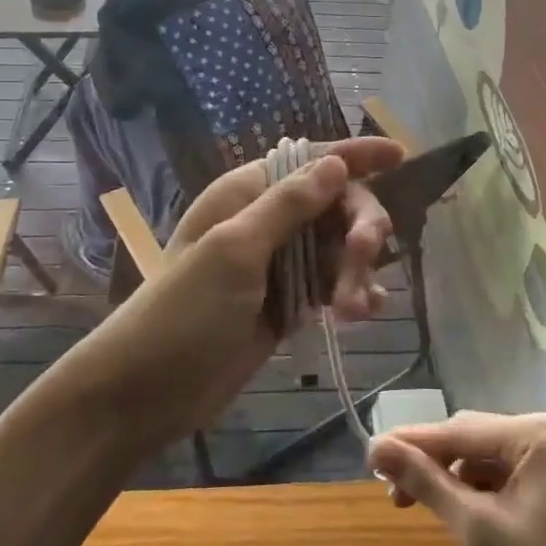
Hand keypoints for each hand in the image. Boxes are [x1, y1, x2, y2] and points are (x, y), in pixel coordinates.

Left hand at [84, 136, 402, 440]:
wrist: (146, 392)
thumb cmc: (184, 313)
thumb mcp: (235, 252)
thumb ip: (288, 206)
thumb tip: (335, 162)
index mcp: (247, 194)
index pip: (310, 160)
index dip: (355, 155)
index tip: (399, 154)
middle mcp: (266, 221)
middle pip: (335, 205)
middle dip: (359, 229)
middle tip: (362, 261)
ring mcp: (278, 264)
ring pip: (339, 248)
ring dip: (357, 271)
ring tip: (354, 312)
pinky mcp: (287, 303)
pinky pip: (332, 284)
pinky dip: (353, 293)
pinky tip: (364, 312)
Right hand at [368, 412, 545, 545]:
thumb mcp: (480, 529)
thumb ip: (427, 484)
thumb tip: (376, 448)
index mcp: (533, 433)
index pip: (457, 431)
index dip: (411, 444)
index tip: (369, 456)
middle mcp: (542, 430)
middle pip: (468, 439)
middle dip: (430, 463)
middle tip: (391, 493)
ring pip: (481, 455)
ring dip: (450, 478)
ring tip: (417, 506)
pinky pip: (500, 470)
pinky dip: (474, 488)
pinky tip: (458, 511)